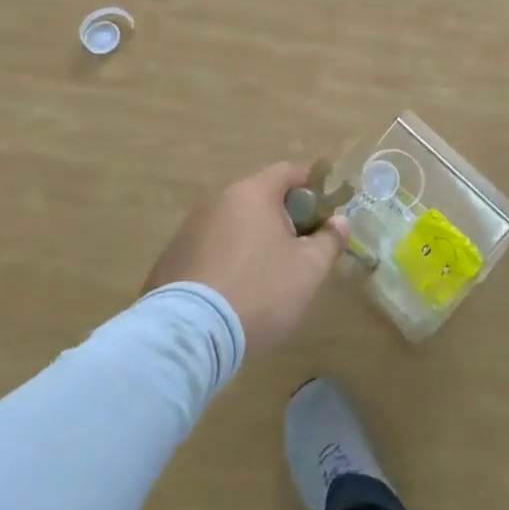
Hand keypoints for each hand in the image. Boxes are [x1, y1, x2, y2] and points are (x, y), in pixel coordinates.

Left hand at [145, 163, 349, 355]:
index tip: (325, 215)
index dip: (312, 188)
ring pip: (233, 226)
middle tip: (299, 252)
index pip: (288, 172)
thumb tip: (338, 222)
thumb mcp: (309, 269)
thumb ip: (329, 240)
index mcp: (252, 193)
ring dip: (252, 242)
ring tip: (265, 280)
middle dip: (283, 220)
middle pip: (260, 199)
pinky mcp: (169, 261)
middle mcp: (217, 202)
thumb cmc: (259, 291)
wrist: (188, 337)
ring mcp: (188, 231)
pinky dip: (225, 263)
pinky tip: (231, 296)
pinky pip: (209, 251)